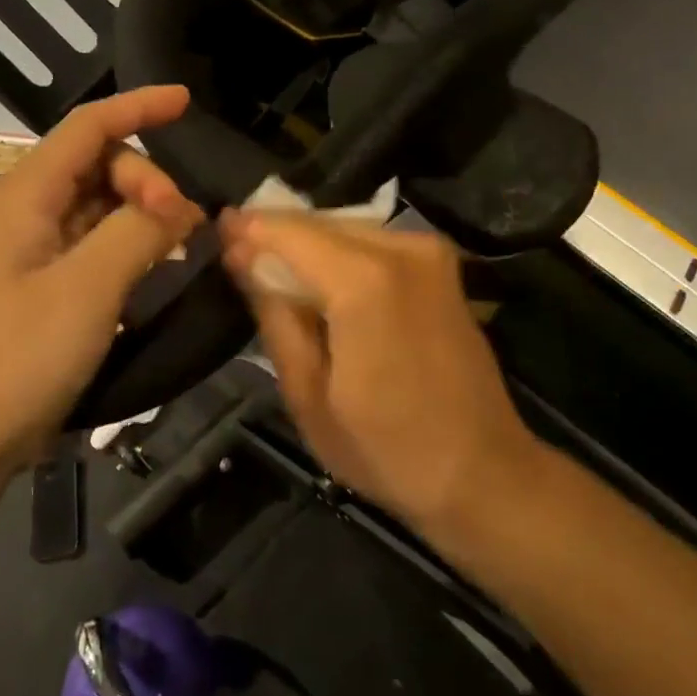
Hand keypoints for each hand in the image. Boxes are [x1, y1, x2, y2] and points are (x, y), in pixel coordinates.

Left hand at [0, 87, 203, 468]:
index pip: (89, 127)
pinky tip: (159, 264)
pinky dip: (132, 243)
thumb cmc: (20, 355)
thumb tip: (183, 203)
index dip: (139, 108)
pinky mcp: (48, 282)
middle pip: (102, 165)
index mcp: (26, 194)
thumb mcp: (88, 288)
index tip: (188, 102)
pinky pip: (99, 242)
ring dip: (145, 212)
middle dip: (148, 182)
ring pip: (103, 204)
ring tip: (183, 242)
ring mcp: (37, 248)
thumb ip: (138, 232)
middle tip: (184, 226)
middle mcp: (29, 209)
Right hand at [217, 210, 536, 527]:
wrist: (481, 471)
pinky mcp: (442, 266)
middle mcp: (402, 250)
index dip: (248, 229)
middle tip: (235, 255)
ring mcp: (429, 253)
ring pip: (347, 230)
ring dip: (308, 246)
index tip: (215, 231)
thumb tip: (243, 259)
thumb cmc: (385, 448)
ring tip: (270, 272)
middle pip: (319, 224)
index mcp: (364, 282)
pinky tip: (319, 283)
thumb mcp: (308, 393)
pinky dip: (341, 256)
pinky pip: (374, 244)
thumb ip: (274, 314)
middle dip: (275, 235)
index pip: (288, 232)